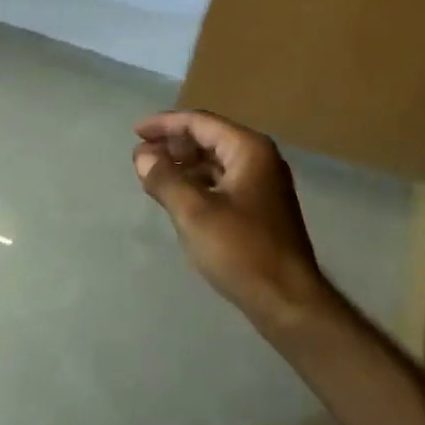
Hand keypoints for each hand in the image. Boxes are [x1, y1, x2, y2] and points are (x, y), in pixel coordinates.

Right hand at [133, 111, 333, 329]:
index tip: (135, 133)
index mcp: (248, 149)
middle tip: (142, 156)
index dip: (165, 124)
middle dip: (174, 144)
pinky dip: (198, 184)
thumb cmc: (242, 250)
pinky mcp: (261, 209)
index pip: (200, 122)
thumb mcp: (194, 213)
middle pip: (209, 138)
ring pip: (216, 162)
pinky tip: (179, 198)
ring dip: (184, 165)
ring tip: (153, 176)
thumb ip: (165, 179)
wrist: (289, 302)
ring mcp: (263, 184)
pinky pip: (223, 183)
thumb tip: (143, 156)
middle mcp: (260, 158)